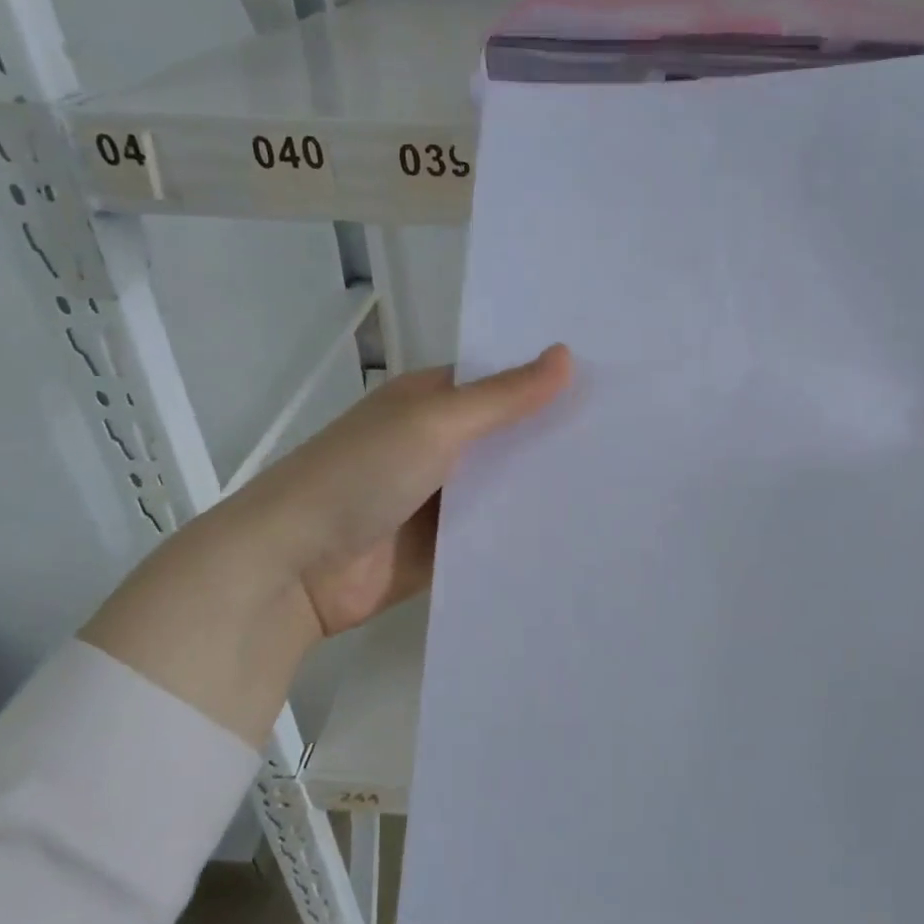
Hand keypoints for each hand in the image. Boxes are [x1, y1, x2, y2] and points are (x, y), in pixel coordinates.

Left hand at [82, 346, 571, 741]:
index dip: (547, 382)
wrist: (292, 568)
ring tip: (619, 486)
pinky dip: (523, 534)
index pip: (500, 382)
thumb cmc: (359, 475)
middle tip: (631, 439)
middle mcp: (437, 444)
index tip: (611, 384)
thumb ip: (502, 397)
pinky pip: (491, 534)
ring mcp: (439, 498)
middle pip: (506, 436)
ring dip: (543, 488)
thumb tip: (566, 355)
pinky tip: (577, 534)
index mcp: (429, 401)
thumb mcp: (434, 423)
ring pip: (504, 487)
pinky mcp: (442, 548)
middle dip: (554, 437)